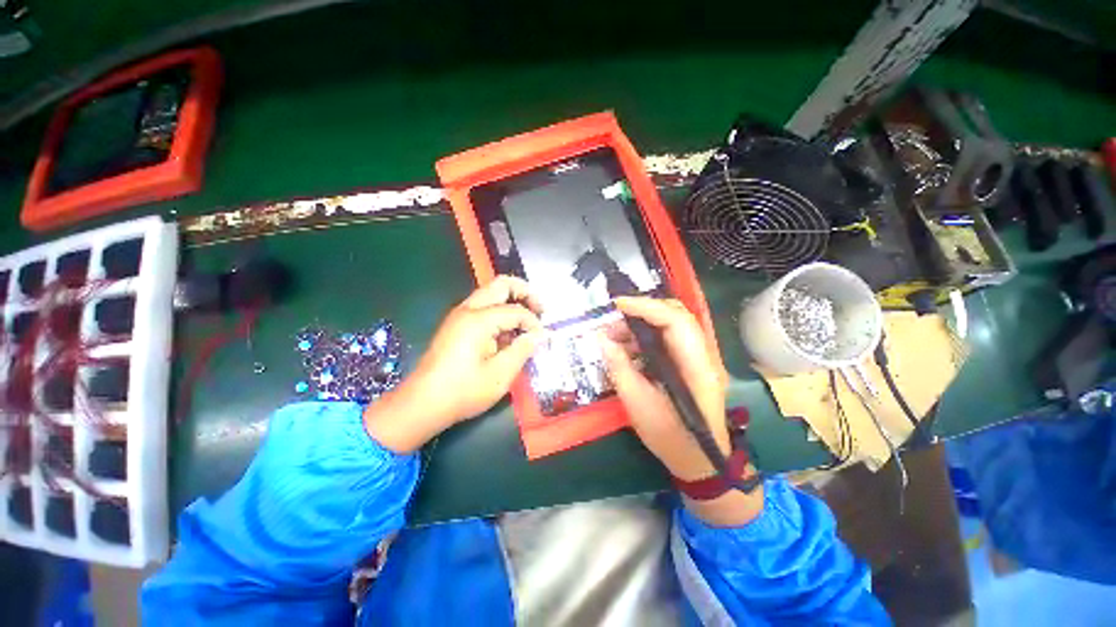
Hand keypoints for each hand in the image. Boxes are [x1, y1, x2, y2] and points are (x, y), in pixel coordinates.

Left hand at [364, 276, 543, 452]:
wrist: (422, 403)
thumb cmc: (463, 391)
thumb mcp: (500, 374)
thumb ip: (523, 349)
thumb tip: (540, 334)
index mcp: (478, 320)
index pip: (516, 310)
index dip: (533, 323)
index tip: (541, 340)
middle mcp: (468, 309)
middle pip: (501, 284)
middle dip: (525, 293)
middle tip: (540, 310)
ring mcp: (459, 315)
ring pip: (491, 293)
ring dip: (512, 300)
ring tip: (526, 321)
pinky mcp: (456, 324)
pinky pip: (482, 306)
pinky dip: (500, 310)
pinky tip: (507, 332)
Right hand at [599, 296, 762, 525]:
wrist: (698, 460)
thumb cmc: (670, 437)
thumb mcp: (638, 403)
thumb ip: (619, 367)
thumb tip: (602, 339)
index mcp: (696, 366)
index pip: (676, 321)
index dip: (646, 307)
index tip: (618, 305)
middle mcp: (702, 355)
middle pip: (676, 316)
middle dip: (643, 312)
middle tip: (614, 321)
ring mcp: (696, 358)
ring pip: (670, 326)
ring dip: (641, 326)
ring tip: (614, 338)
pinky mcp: (687, 363)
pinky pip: (666, 340)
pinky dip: (644, 339)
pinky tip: (626, 349)